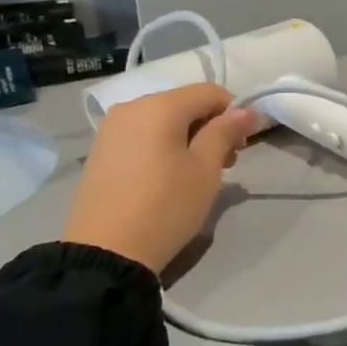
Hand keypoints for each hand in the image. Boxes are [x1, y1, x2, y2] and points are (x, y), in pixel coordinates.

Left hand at [63, 84, 261, 273]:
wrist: (106, 253)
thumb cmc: (166, 206)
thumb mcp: (205, 170)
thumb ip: (225, 133)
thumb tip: (245, 111)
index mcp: (160, 106)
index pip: (209, 92)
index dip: (234, 112)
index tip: (242, 144)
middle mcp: (131, 107)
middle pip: (184, 104)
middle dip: (210, 126)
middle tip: (226, 163)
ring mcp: (111, 129)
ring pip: (163, 120)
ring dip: (188, 137)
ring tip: (198, 172)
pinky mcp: (101, 151)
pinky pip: (142, 136)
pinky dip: (163, 146)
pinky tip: (169, 176)